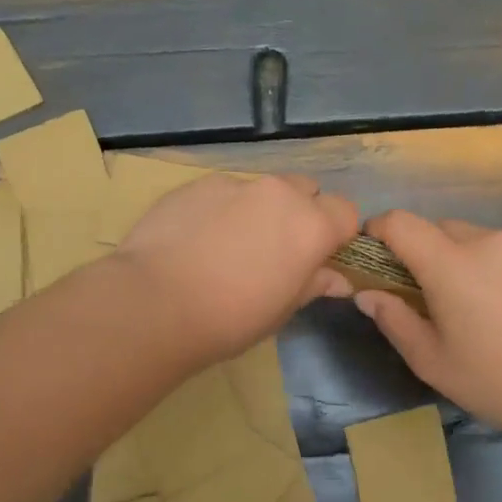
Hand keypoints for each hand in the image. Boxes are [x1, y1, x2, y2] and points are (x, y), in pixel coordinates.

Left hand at [114, 173, 358, 363]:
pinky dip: (221, 210)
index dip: (337, 233)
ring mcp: (235, 184)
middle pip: (306, 190)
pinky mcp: (197, 184)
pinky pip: (223, 192)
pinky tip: (196, 240)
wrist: (155, 302)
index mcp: (311, 225)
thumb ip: (313, 284)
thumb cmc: (231, 318)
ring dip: (259, 210)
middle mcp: (279, 193)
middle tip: (276, 250)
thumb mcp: (281, 310)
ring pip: (262, 189)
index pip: (346, 212)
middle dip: (300, 213)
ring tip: (229, 246)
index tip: (319, 257)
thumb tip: (338, 280)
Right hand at [353, 211, 501, 439]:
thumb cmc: (497, 378)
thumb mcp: (432, 361)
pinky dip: (487, 267)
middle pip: (435, 228)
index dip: (377, 230)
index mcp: (450, 263)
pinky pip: (501, 252)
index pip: (400, 222)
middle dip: (417, 251)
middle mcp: (485, 242)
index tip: (371, 258)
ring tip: (466, 305)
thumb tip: (368, 294)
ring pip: (471, 239)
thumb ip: (394, 320)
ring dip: (454, 259)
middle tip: (419, 294)